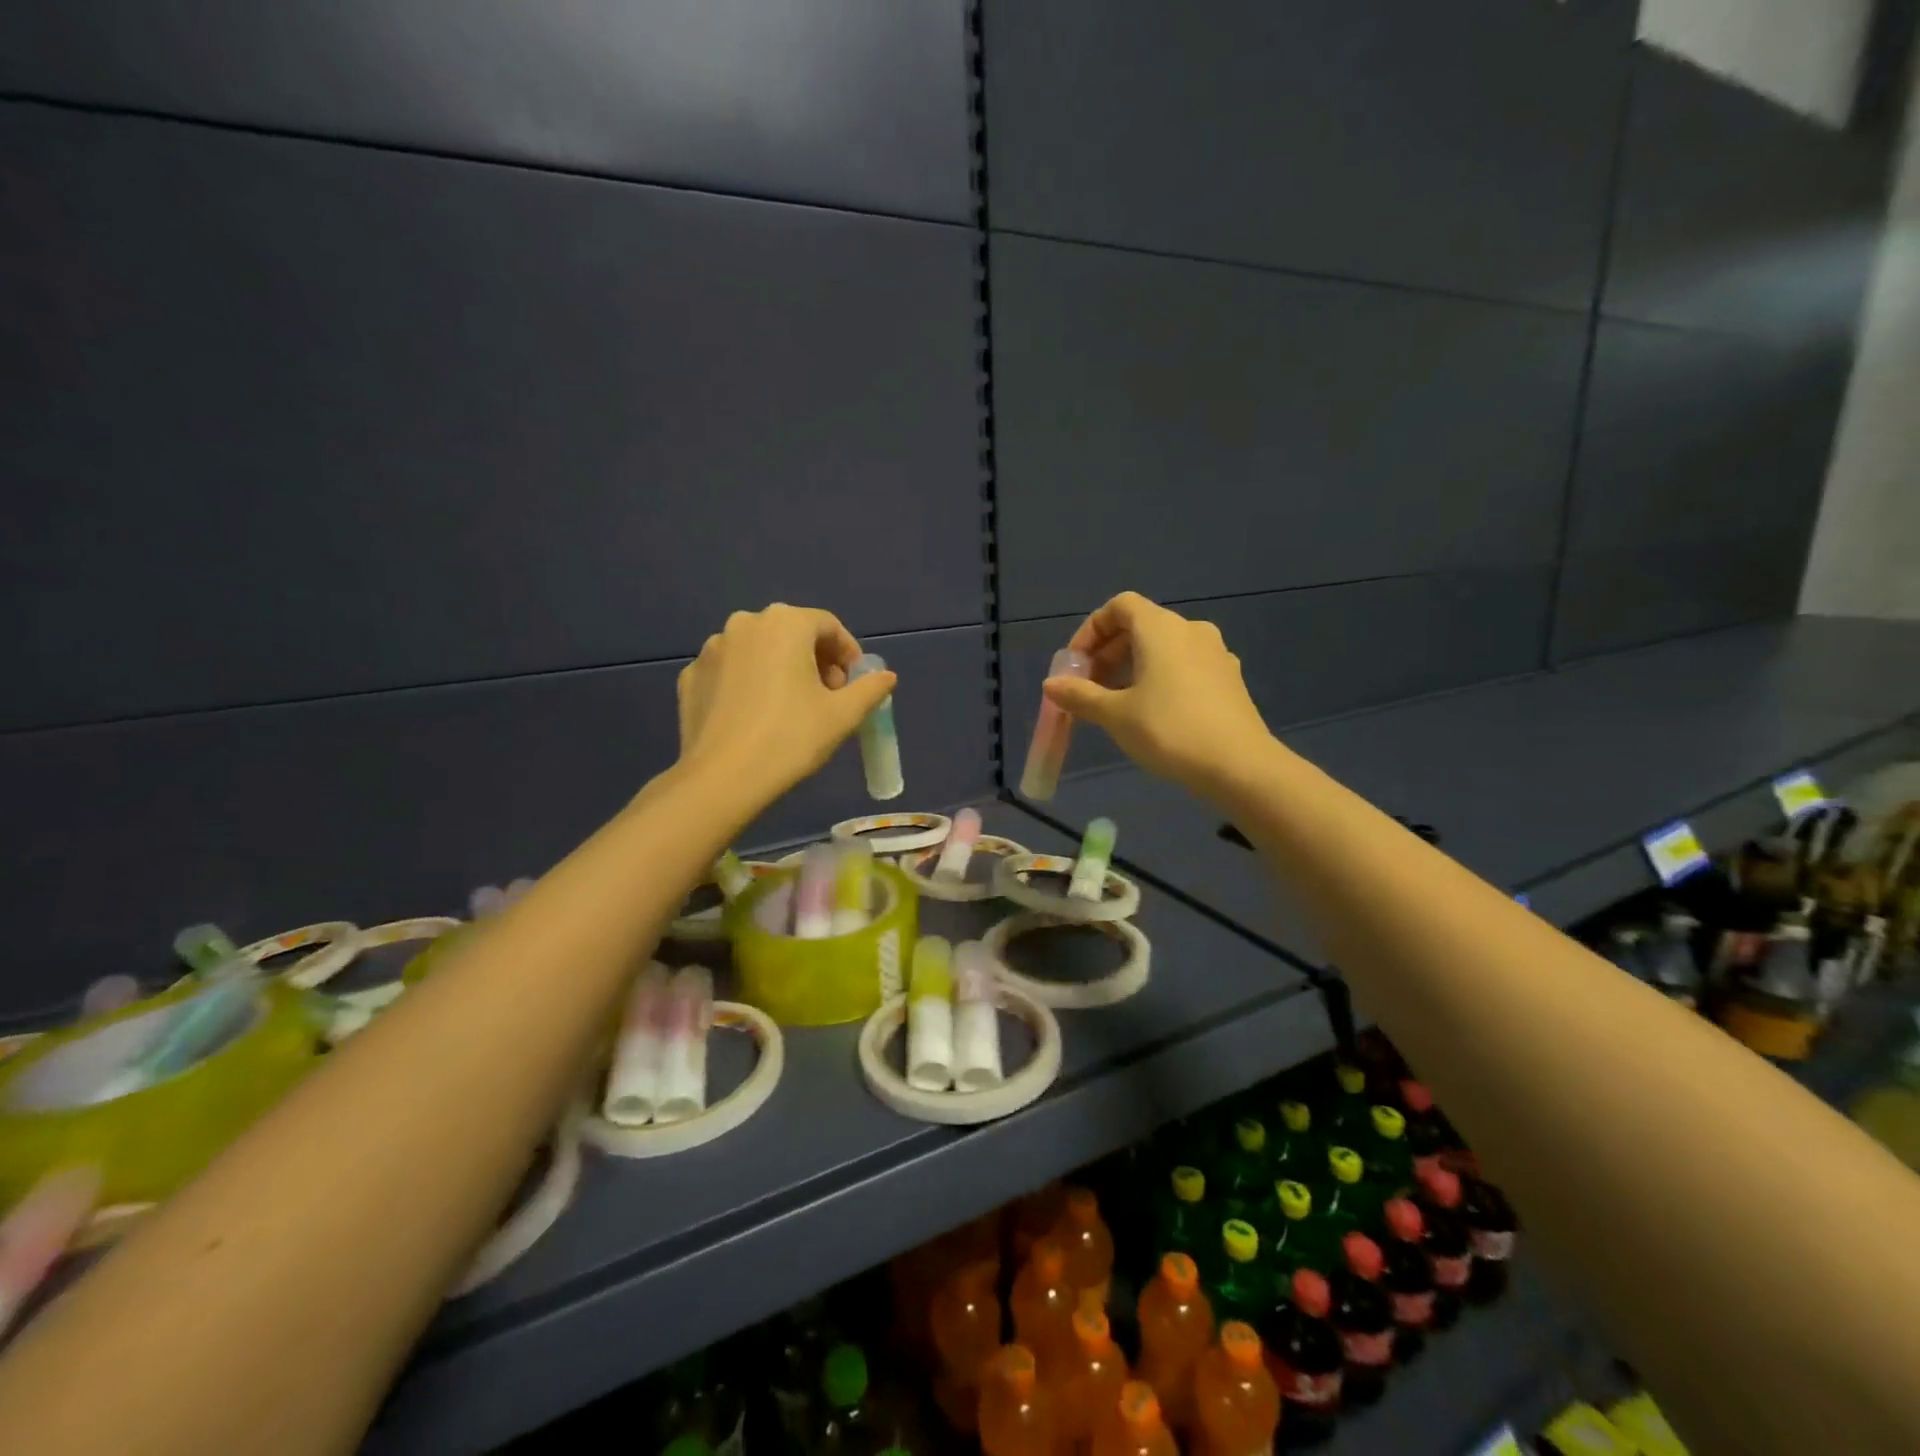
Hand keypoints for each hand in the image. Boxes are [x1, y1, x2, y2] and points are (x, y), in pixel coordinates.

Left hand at [676, 604, 895, 801]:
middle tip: (828, 696)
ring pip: (759, 651)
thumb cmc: (791, 738)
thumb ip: (870, 689)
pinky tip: (755, 717)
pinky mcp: (691, 676)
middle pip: (792, 633)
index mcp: (785, 623)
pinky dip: (748, 684)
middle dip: (815, 660)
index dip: (848, 653)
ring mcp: (712, 649)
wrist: (723, 778)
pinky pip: (731, 672)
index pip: (828, 625)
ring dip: (780, 669)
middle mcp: (745, 624)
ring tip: (791, 708)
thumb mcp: (844, 715)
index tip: (855, 684)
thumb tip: (886, 677)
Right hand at [1042, 592, 1275, 798]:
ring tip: (1115, 705)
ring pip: (1163, 649)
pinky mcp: (1229, 680)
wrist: (1240, 766)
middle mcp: (1191, 630)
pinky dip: (1159, 679)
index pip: (1119, 607)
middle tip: (1088, 689)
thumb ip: (1080, 696)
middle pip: (1140, 627)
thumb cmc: (1169, 731)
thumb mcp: (1115, 715)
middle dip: (1107, 654)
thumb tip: (1050, 684)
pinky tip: (1152, 714)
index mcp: (1161, 629)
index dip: (1091, 630)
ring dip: (1132, 668)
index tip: (1076, 665)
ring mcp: (1215, 654)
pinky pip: (1184, 667)